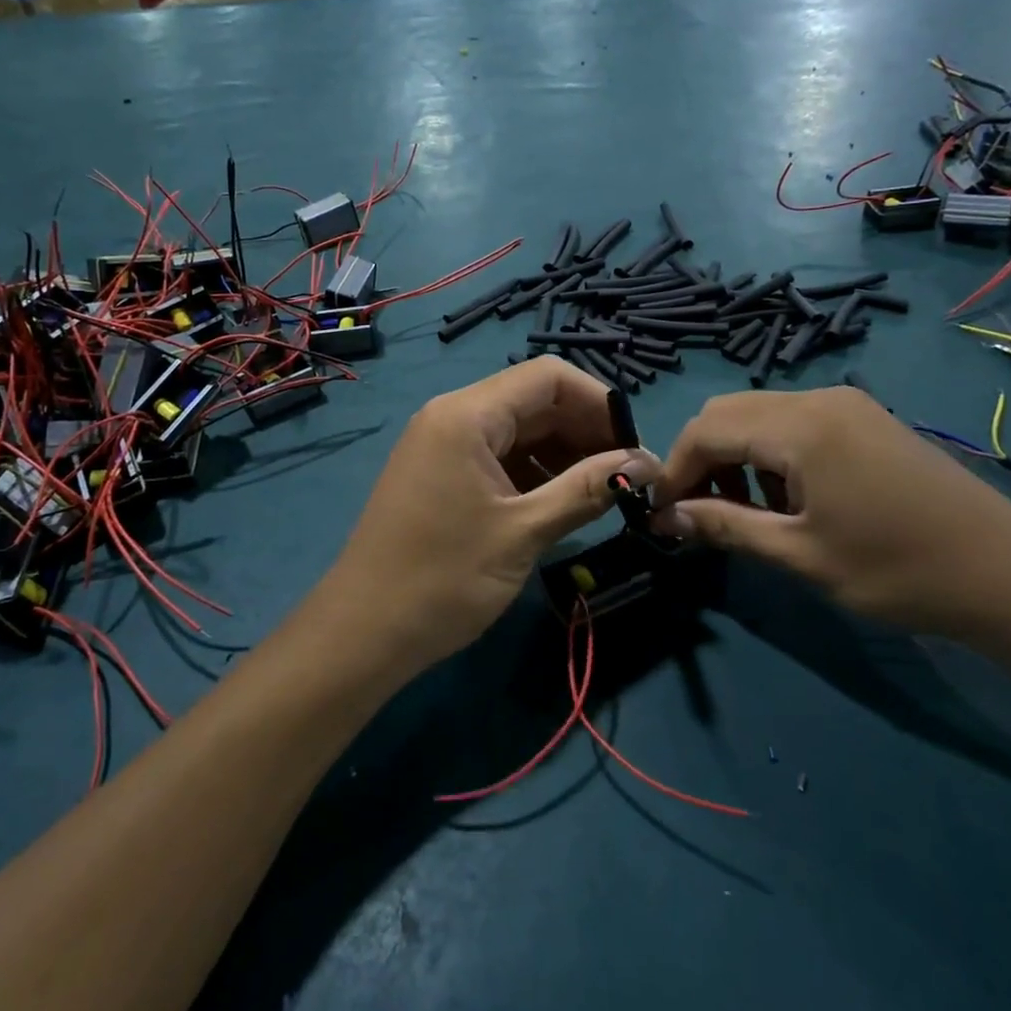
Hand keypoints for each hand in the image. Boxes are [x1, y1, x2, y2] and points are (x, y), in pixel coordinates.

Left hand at [321, 359, 658, 677]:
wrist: (364, 633)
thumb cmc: (444, 579)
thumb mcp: (524, 531)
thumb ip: (587, 489)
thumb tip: (647, 464)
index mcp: (468, 414)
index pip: (548, 377)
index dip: (599, 402)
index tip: (634, 446)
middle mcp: (454, 415)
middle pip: (534, 401)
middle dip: (585, 431)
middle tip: (626, 477)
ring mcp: (444, 444)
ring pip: (519, 430)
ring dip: (563, 455)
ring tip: (601, 494)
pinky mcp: (442, 473)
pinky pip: (498, 456)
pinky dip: (534, 473)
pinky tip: (562, 504)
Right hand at [651, 387, 1010, 636]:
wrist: (1010, 574)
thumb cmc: (898, 570)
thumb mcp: (800, 555)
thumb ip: (726, 526)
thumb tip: (666, 517)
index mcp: (800, 427)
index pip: (706, 430)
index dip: (674, 470)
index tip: (662, 514)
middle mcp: (818, 399)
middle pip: (727, 412)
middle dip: (700, 459)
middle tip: (699, 512)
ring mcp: (846, 404)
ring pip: (758, 413)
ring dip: (734, 454)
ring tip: (745, 509)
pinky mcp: (865, 417)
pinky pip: (793, 420)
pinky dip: (769, 450)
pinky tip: (788, 494)